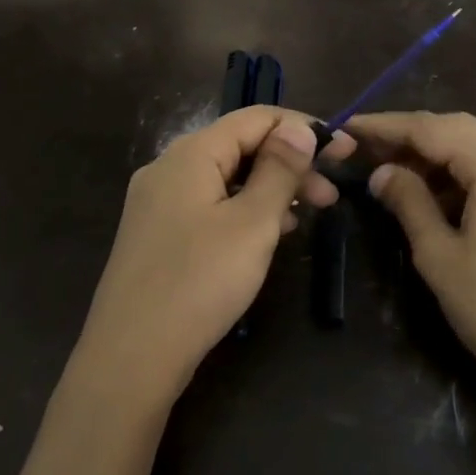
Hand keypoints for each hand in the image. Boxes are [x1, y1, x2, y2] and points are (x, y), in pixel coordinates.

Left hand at [71, 107, 355, 414]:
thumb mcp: (252, 223)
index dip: (303, 128)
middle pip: (240, 147)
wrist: (130, 356)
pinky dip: (243, 210)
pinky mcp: (156, 234)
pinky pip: (209, 205)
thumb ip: (279, 170)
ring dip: (269, 189)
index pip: (255, 118)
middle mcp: (169, 167)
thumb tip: (299, 128)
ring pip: (226, 178)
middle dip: (289, 163)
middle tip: (332, 195)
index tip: (345, 152)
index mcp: (191, 153)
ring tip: (306, 216)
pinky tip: (267, 235)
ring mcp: (157, 202)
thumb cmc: (199, 283)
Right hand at [350, 111, 475, 400]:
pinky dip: (463, 174)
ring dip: (437, 155)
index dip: (387, 126)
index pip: (432, 128)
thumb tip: (381, 172)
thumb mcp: (437, 252)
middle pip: (459, 130)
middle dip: (411, 136)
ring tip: (392, 169)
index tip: (349, 126)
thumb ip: (407, 200)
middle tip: (366, 147)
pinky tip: (433, 192)